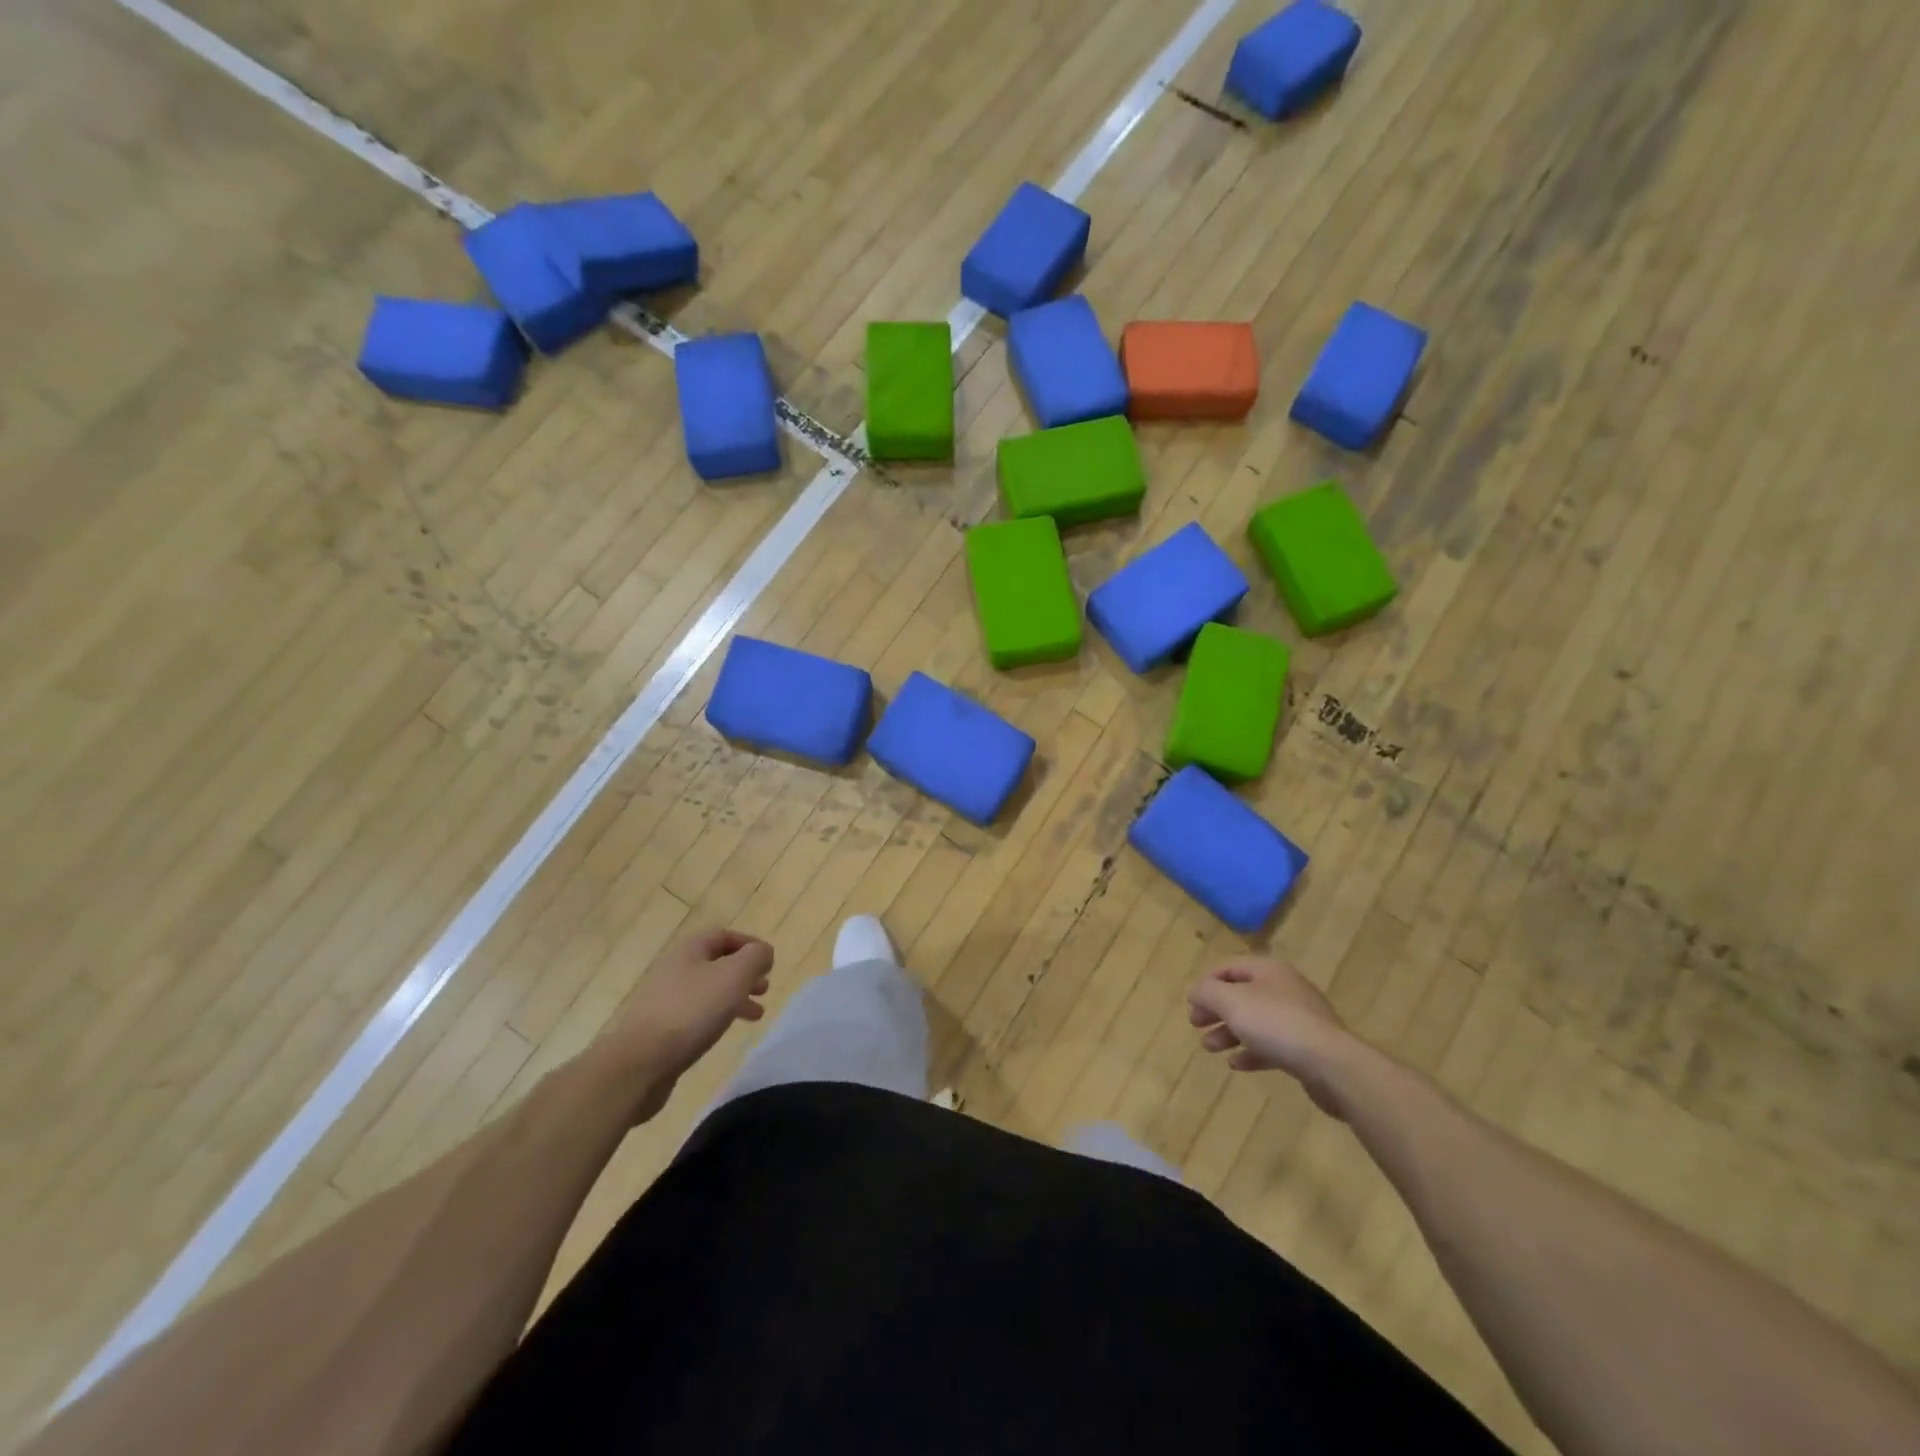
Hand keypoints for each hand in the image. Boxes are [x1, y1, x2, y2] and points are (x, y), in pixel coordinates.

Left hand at [601, 928, 773, 1121]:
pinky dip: (717, 1017)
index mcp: (689, 951)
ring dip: (734, 997)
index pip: (723, 935)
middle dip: (744, 973)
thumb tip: (763, 953)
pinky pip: (695, 1014)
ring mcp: (664, 1000)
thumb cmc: (692, 1010)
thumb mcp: (734, 975)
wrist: (641, 1062)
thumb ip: (755, 957)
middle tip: (764, 988)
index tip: (769, 961)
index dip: (749, 944)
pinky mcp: (660, 1029)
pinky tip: (725, 1031)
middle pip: (716, 963)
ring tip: (756, 1014)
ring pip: (708, 990)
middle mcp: (674, 969)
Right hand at [1188, 958, 1363, 1117]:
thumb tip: (1195, 991)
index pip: (1229, 966)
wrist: (1332, 1064)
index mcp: (1268, 970)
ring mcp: (1299, 1018)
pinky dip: (1251, 1051)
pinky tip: (1236, 1064)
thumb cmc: (1276, 1024)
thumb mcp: (1232, 1002)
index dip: (1206, 982)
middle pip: (1241, 994)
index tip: (1191, 1002)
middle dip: (1215, 1009)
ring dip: (1228, 1032)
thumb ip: (1207, 992)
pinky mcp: (1307, 1047)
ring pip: (1255, 1021)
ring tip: (1209, 1047)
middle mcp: (1284, 988)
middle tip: (1196, 1024)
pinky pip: (1272, 1044)